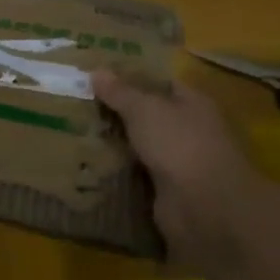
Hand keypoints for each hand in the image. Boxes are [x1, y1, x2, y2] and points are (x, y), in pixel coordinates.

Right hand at [91, 72, 279, 273]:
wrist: (205, 207)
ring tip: (75, 132)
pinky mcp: (167, 191)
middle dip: (117, 113)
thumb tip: (96, 71)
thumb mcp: (144, 109)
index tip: (97, 78)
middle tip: (78, 104)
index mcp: (193, 104)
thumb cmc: (180, 144)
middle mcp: (190, 131)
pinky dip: (117, 171)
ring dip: (115, 144)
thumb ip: (119, 92)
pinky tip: (88, 164)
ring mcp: (180, 163)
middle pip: (148, 116)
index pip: (160, 84)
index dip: (131, 78)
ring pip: (140, 146)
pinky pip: (136, 175)